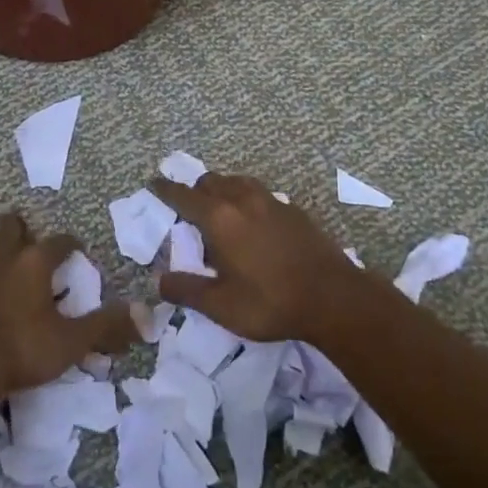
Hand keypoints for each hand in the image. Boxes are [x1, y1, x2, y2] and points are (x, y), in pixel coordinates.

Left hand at [0, 211, 140, 396]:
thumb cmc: (21, 348)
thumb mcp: (71, 341)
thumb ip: (105, 326)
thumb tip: (146, 313)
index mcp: (33, 264)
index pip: (57, 242)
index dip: (69, 243)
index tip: (77, 248)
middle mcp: (1, 261)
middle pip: (9, 230)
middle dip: (19, 228)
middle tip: (26, 233)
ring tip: (0, 257)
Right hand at [150, 173, 367, 342]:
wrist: (333, 298)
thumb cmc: (270, 302)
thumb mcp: (220, 305)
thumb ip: (186, 290)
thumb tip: (160, 281)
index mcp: (219, 218)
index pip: (183, 196)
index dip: (165, 189)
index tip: (153, 183)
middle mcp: (243, 200)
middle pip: (211, 182)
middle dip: (194, 190)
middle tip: (187, 208)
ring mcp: (271, 201)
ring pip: (237, 182)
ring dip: (222, 189)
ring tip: (219, 211)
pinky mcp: (294, 210)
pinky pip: (260, 194)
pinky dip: (246, 199)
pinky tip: (253, 222)